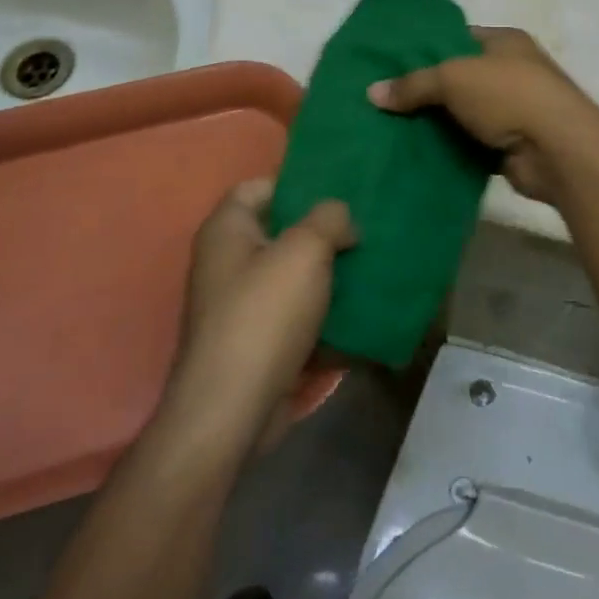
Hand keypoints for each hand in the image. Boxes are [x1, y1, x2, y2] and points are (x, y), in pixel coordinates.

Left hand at [162, 178, 355, 456]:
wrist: (232, 413)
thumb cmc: (264, 315)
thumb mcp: (305, 250)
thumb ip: (329, 218)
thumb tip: (342, 221)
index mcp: (227, 230)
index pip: (260, 187)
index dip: (298, 185)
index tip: (339, 195)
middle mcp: (227, 263)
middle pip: (281, 233)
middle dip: (323, 233)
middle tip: (365, 232)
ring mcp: (240, 307)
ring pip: (293, 277)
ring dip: (328, 276)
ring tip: (371, 269)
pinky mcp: (256, 344)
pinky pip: (296, 318)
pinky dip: (323, 317)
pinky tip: (360, 315)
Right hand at [368, 27, 598, 203]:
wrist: (558, 150)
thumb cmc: (509, 95)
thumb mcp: (453, 78)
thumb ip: (413, 84)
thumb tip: (372, 93)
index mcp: (505, 41)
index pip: (458, 38)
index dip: (425, 48)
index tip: (391, 64)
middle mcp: (512, 71)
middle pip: (459, 77)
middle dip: (425, 90)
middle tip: (383, 100)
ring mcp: (514, 110)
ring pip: (463, 113)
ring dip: (436, 123)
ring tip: (390, 129)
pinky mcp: (511, 146)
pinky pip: (471, 144)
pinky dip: (449, 149)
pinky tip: (416, 155)